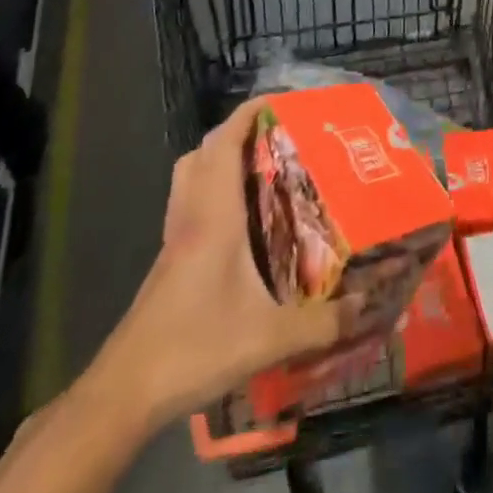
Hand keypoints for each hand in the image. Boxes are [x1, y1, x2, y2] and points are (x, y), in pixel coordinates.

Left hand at [93, 101, 355, 425]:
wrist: (125, 392)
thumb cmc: (194, 347)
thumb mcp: (268, 338)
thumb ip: (321, 323)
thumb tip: (366, 305)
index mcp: (214, 215)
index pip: (225, 143)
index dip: (248, 113)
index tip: (279, 100)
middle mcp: (191, 215)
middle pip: (204, 151)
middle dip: (238, 132)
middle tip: (278, 137)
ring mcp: (175, 237)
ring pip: (190, 175)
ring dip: (219, 159)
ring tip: (260, 170)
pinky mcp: (168, 259)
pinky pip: (189, 203)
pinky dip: (211, 191)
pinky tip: (240, 222)